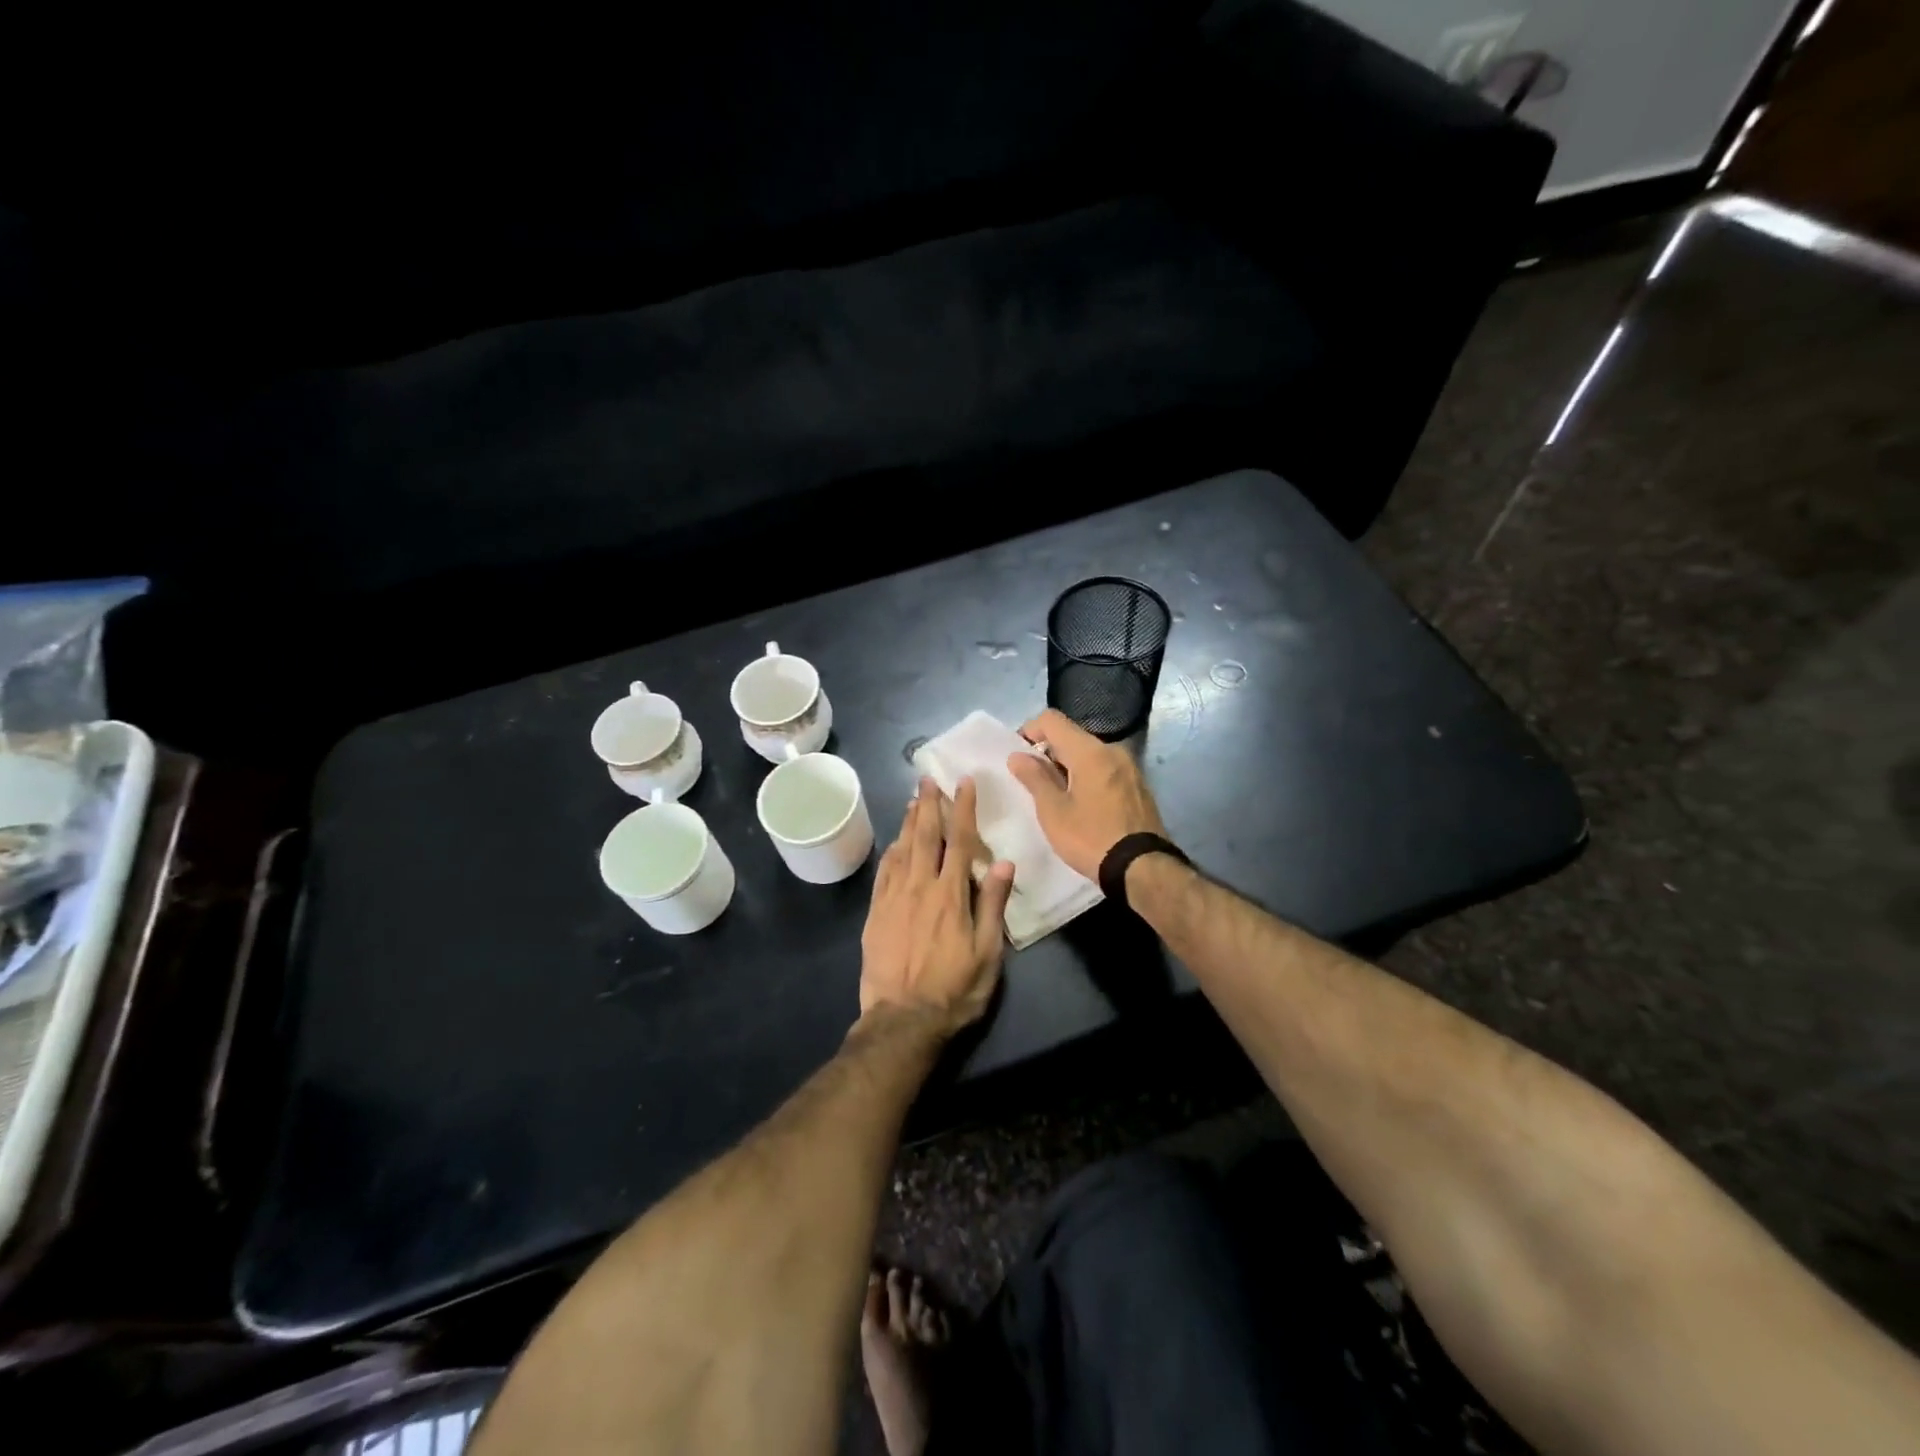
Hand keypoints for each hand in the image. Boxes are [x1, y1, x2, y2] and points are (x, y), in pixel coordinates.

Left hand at [858, 777, 1014, 1035]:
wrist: (902, 1020)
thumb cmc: (954, 990)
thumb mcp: (988, 953)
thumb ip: (993, 905)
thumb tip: (1002, 861)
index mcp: (951, 894)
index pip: (959, 841)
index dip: (963, 809)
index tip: (964, 783)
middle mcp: (920, 887)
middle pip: (925, 836)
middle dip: (929, 805)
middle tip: (928, 779)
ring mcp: (893, 898)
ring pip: (902, 849)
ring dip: (909, 822)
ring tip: (913, 800)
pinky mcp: (875, 913)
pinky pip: (883, 872)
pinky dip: (891, 851)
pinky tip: (894, 842)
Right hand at [1006, 709, 1166, 879]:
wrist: (1142, 868)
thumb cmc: (1091, 838)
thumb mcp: (1053, 811)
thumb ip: (1034, 778)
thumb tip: (1017, 755)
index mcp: (1090, 751)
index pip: (1052, 719)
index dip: (1029, 730)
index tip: (1018, 756)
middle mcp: (1113, 750)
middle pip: (1072, 736)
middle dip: (1048, 752)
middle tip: (1033, 782)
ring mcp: (1130, 767)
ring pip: (1089, 754)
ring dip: (1068, 766)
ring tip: (1056, 796)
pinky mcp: (1138, 786)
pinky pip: (1105, 769)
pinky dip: (1087, 776)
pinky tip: (1082, 805)